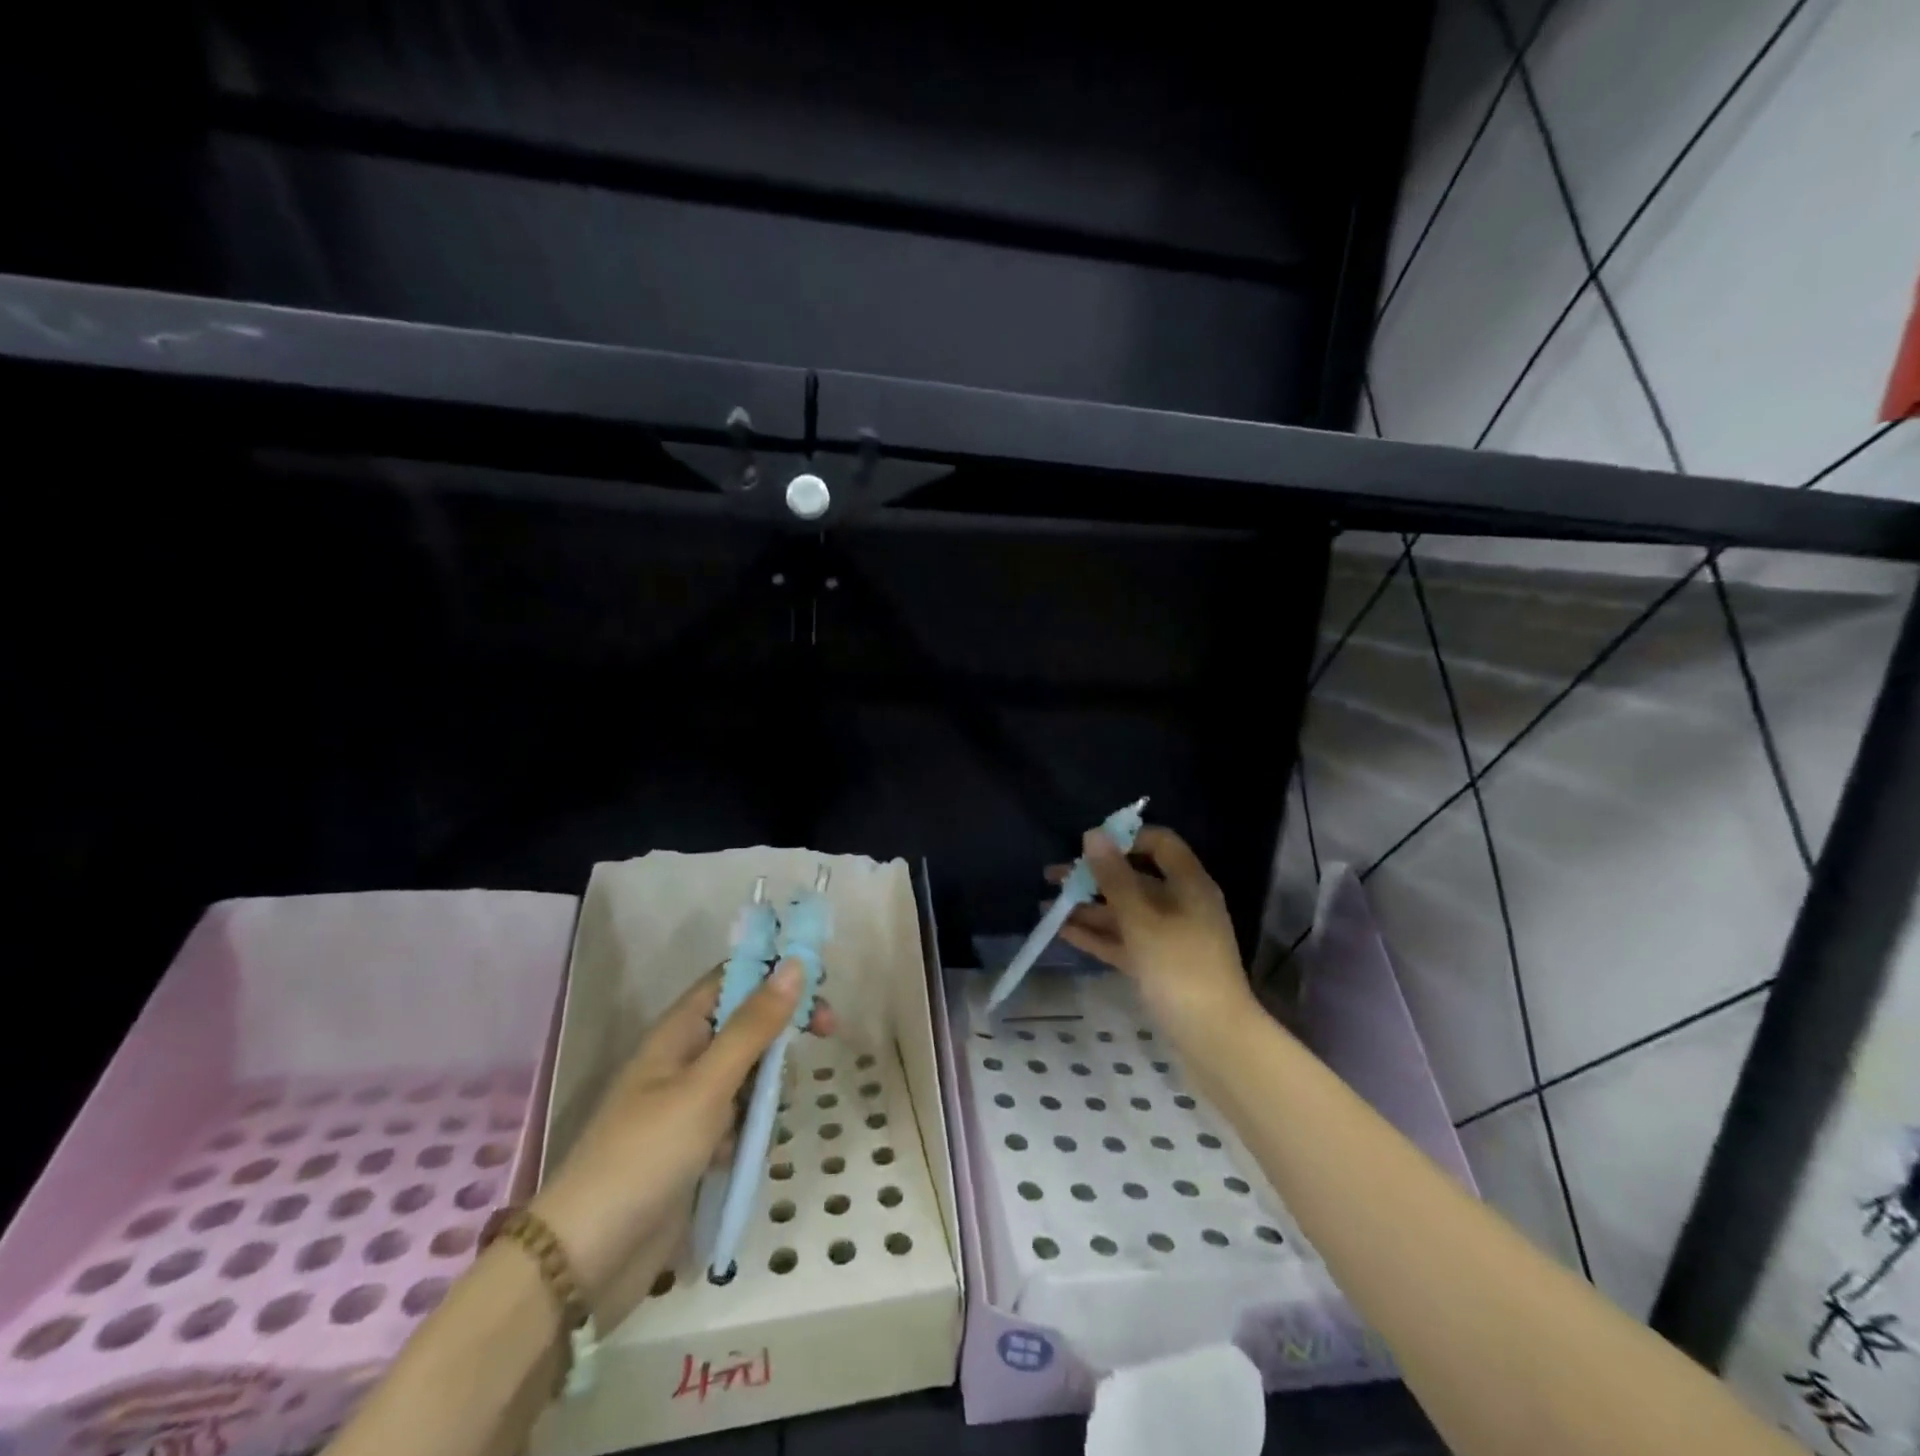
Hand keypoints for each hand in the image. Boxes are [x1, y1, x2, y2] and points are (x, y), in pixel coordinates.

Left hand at [530, 961, 833, 1328]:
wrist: (585, 1261)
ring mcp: (689, 1105)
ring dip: (768, 1088)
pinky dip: (751, 1129)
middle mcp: (685, 1059)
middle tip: (828, 1034)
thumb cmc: (646, 1155)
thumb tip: (795, 965)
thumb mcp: (707, 1085)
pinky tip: (743, 1154)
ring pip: (750, 1075)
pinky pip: (740, 1119)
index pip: (733, 978)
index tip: (820, 983)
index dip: (776, 972)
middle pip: (748, 1024)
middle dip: (784, 1030)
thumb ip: (754, 1026)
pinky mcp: (695, 1147)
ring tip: (765, 1118)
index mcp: (679, 1031)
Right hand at [1050, 825, 1255, 1038]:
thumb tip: (1093, 834)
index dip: (1125, 838)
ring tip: (1047, 907)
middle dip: (1093, 877)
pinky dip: (1097, 935)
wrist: (1214, 1039)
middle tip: (1052, 877)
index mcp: (1189, 885)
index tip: (1089, 846)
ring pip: (1124, 913)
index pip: (1160, 844)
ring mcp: (1169, 937)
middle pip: (1134, 879)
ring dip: (1088, 908)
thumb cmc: (1180, 968)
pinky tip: (1063, 931)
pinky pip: (1123, 941)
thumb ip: (1114, 877)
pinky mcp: (1158, 966)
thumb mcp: (1142, 919)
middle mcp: (1180, 905)